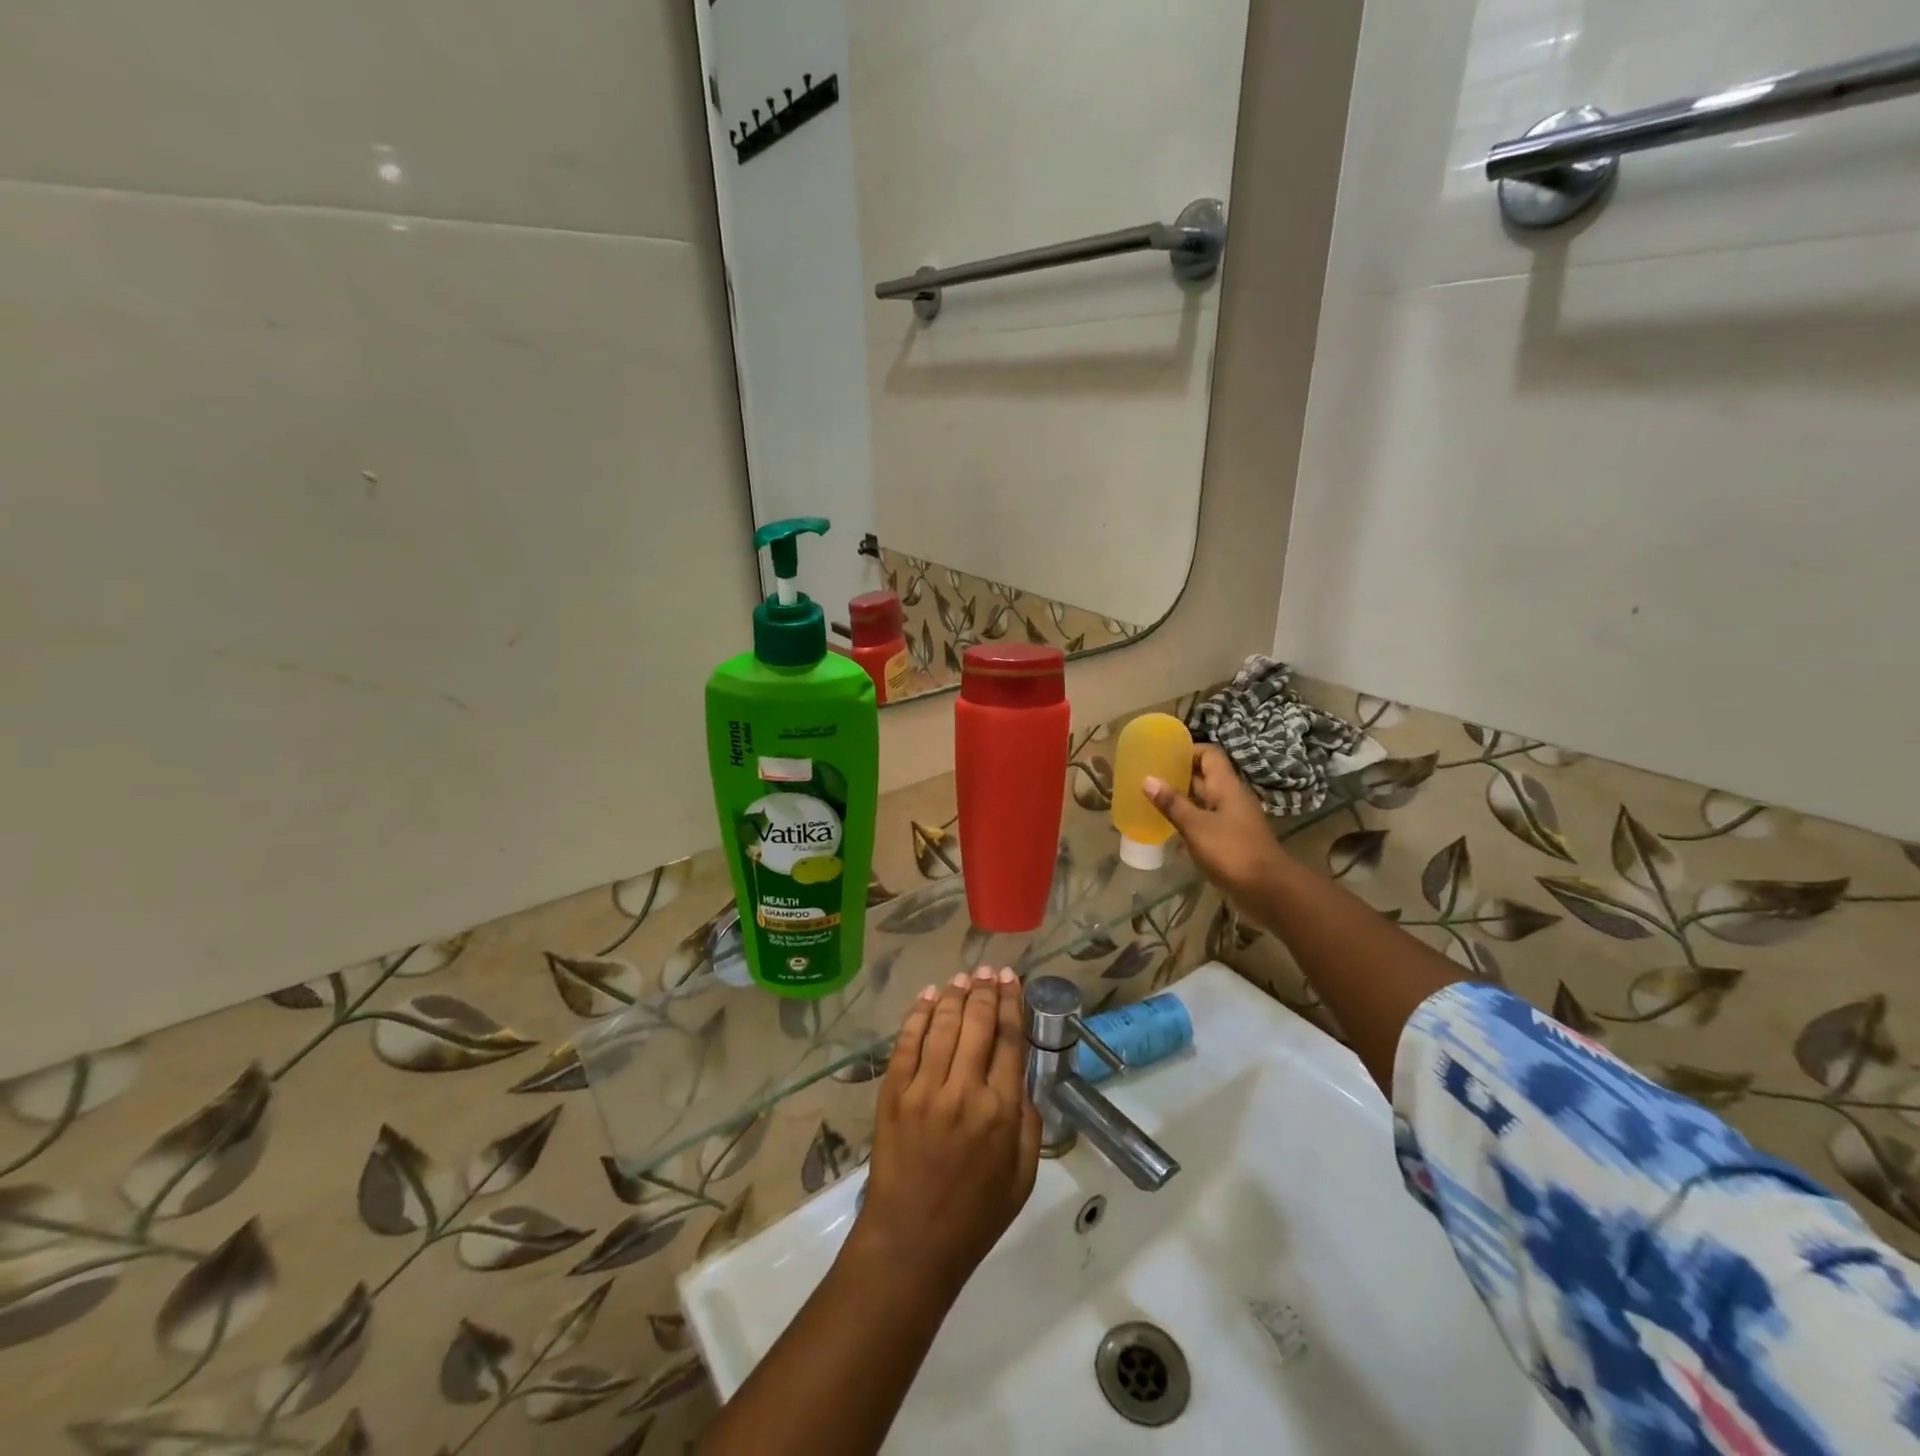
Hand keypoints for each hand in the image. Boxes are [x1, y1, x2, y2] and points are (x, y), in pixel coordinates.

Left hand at [852, 968, 1041, 1301]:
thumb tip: (1020, 1078)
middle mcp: (964, 1090)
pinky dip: (919, 1014)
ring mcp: (924, 1089)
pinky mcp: (893, 1093)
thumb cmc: (974, 1216)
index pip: (1009, 1039)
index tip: (1012, 980)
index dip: (1011, 1003)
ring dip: (956, 995)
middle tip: (989, 970)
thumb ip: (1028, 1122)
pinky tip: (929, 997)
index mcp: (1001, 1111)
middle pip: (978, 1022)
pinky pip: (907, 1042)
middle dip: (986, 990)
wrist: (911, 1244)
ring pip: (943, 1025)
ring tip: (964, 977)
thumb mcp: (1022, 1176)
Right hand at [1145, 745, 1286, 913]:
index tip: (1161, 755)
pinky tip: (1169, 828)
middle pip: (1205, 776)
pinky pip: (1207, 821)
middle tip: (1149, 777)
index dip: (1187, 750)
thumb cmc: (1232, 851)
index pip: (1209, 754)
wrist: (1268, 889)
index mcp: (1226, 786)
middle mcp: (1231, 797)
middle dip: (1178, 774)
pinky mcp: (1231, 839)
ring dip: (1181, 799)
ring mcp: (1233, 819)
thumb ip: (1172, 803)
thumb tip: (1148, 779)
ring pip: (1204, 800)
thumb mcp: (1196, 826)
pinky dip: (1189, 820)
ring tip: (1152, 800)